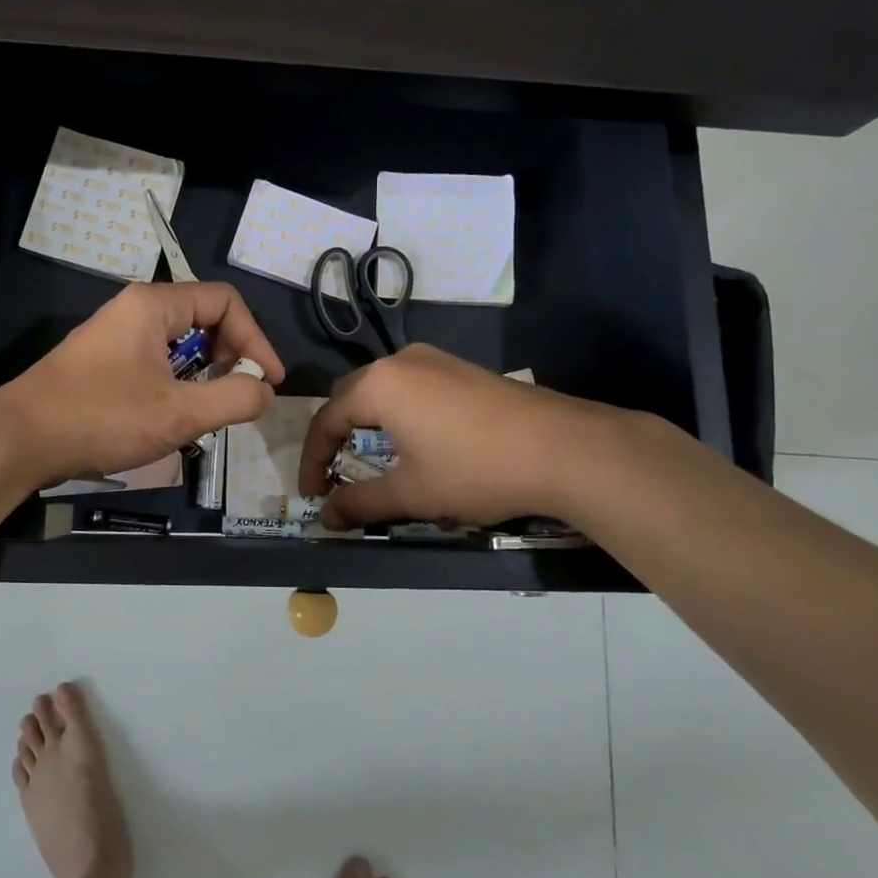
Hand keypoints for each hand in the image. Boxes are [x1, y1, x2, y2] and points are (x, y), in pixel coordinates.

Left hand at [5, 282, 284, 486]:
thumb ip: (234, 398)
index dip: (255, 339)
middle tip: (241, 396)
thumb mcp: (179, 412)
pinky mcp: (102, 363)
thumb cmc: (102, 417)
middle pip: (203, 319)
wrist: (20, 440)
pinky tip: (175, 417)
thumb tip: (265, 392)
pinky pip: (155, 361)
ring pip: (179, 344)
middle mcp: (135, 310)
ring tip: (211, 411)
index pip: (225, 302)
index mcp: (154, 305)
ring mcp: (115, 336)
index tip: (268, 382)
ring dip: (205, 374)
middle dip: (231, 356)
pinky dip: (178, 383)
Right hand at [297, 344, 624, 529]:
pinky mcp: (463, 369)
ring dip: (369, 424)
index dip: (312, 460)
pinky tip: (417, 443)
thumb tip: (326, 518)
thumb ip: (360, 503)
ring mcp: (436, 360)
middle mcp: (401, 362)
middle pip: (351, 397)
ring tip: (372, 460)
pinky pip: (413, 388)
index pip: (326, 420)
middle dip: (337, 436)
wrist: (565, 448)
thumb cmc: (475, 470)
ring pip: (384, 390)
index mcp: (379, 385)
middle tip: (335, 473)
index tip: (312, 495)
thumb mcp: (412, 493)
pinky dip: (399, 415)